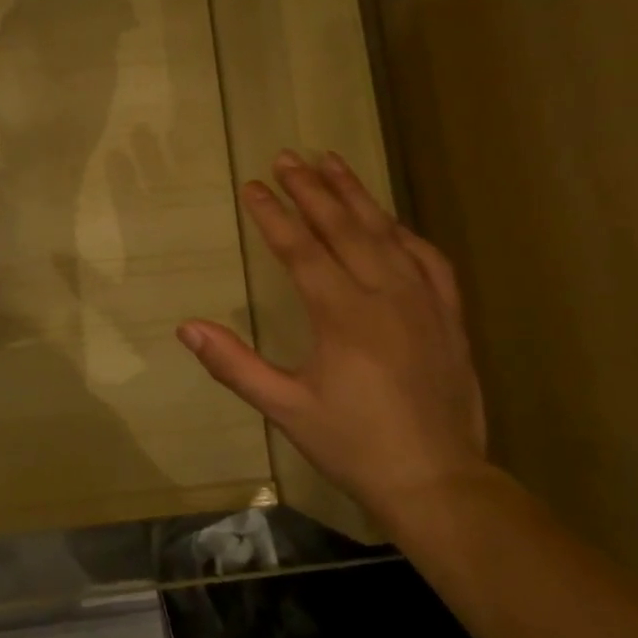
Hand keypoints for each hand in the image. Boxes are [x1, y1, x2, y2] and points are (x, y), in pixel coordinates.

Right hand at [176, 151, 492, 518]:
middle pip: (344, 228)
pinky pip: (428, 258)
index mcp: (342, 316)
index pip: (301, 249)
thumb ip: (235, 365)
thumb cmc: (353, 445)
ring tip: (332, 161)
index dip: (274, 215)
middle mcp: (384, 295)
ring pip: (387, 233)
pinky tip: (391, 220)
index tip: (253, 186)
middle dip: (312, 189)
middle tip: (287, 156)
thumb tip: (187, 327)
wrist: (437, 480)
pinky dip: (405, 232)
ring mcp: (424, 301)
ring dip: (356, 194)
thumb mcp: (285, 409)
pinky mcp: (450, 315)